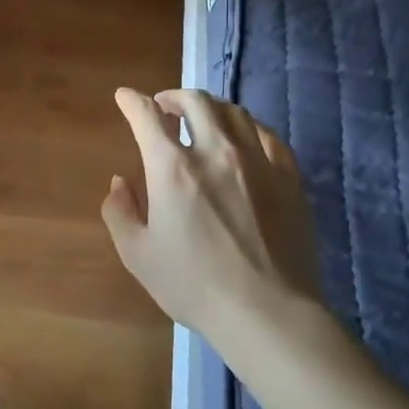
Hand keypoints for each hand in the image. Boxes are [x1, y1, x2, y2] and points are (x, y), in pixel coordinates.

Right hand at [101, 88, 317, 338]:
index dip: (132, 101)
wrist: (267, 312)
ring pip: (233, 111)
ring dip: (210, 107)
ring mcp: (257, 161)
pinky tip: (244, 138)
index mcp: (172, 168)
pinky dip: (248, 127)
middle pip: (195, 100)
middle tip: (164, 106)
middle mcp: (214, 151)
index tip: (124, 97)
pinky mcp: (289, 177)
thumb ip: (120, 211)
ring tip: (202, 118)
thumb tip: (120, 182)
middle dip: (173, 96)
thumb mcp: (137, 254)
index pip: (147, 116)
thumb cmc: (194, 285)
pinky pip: (268, 135)